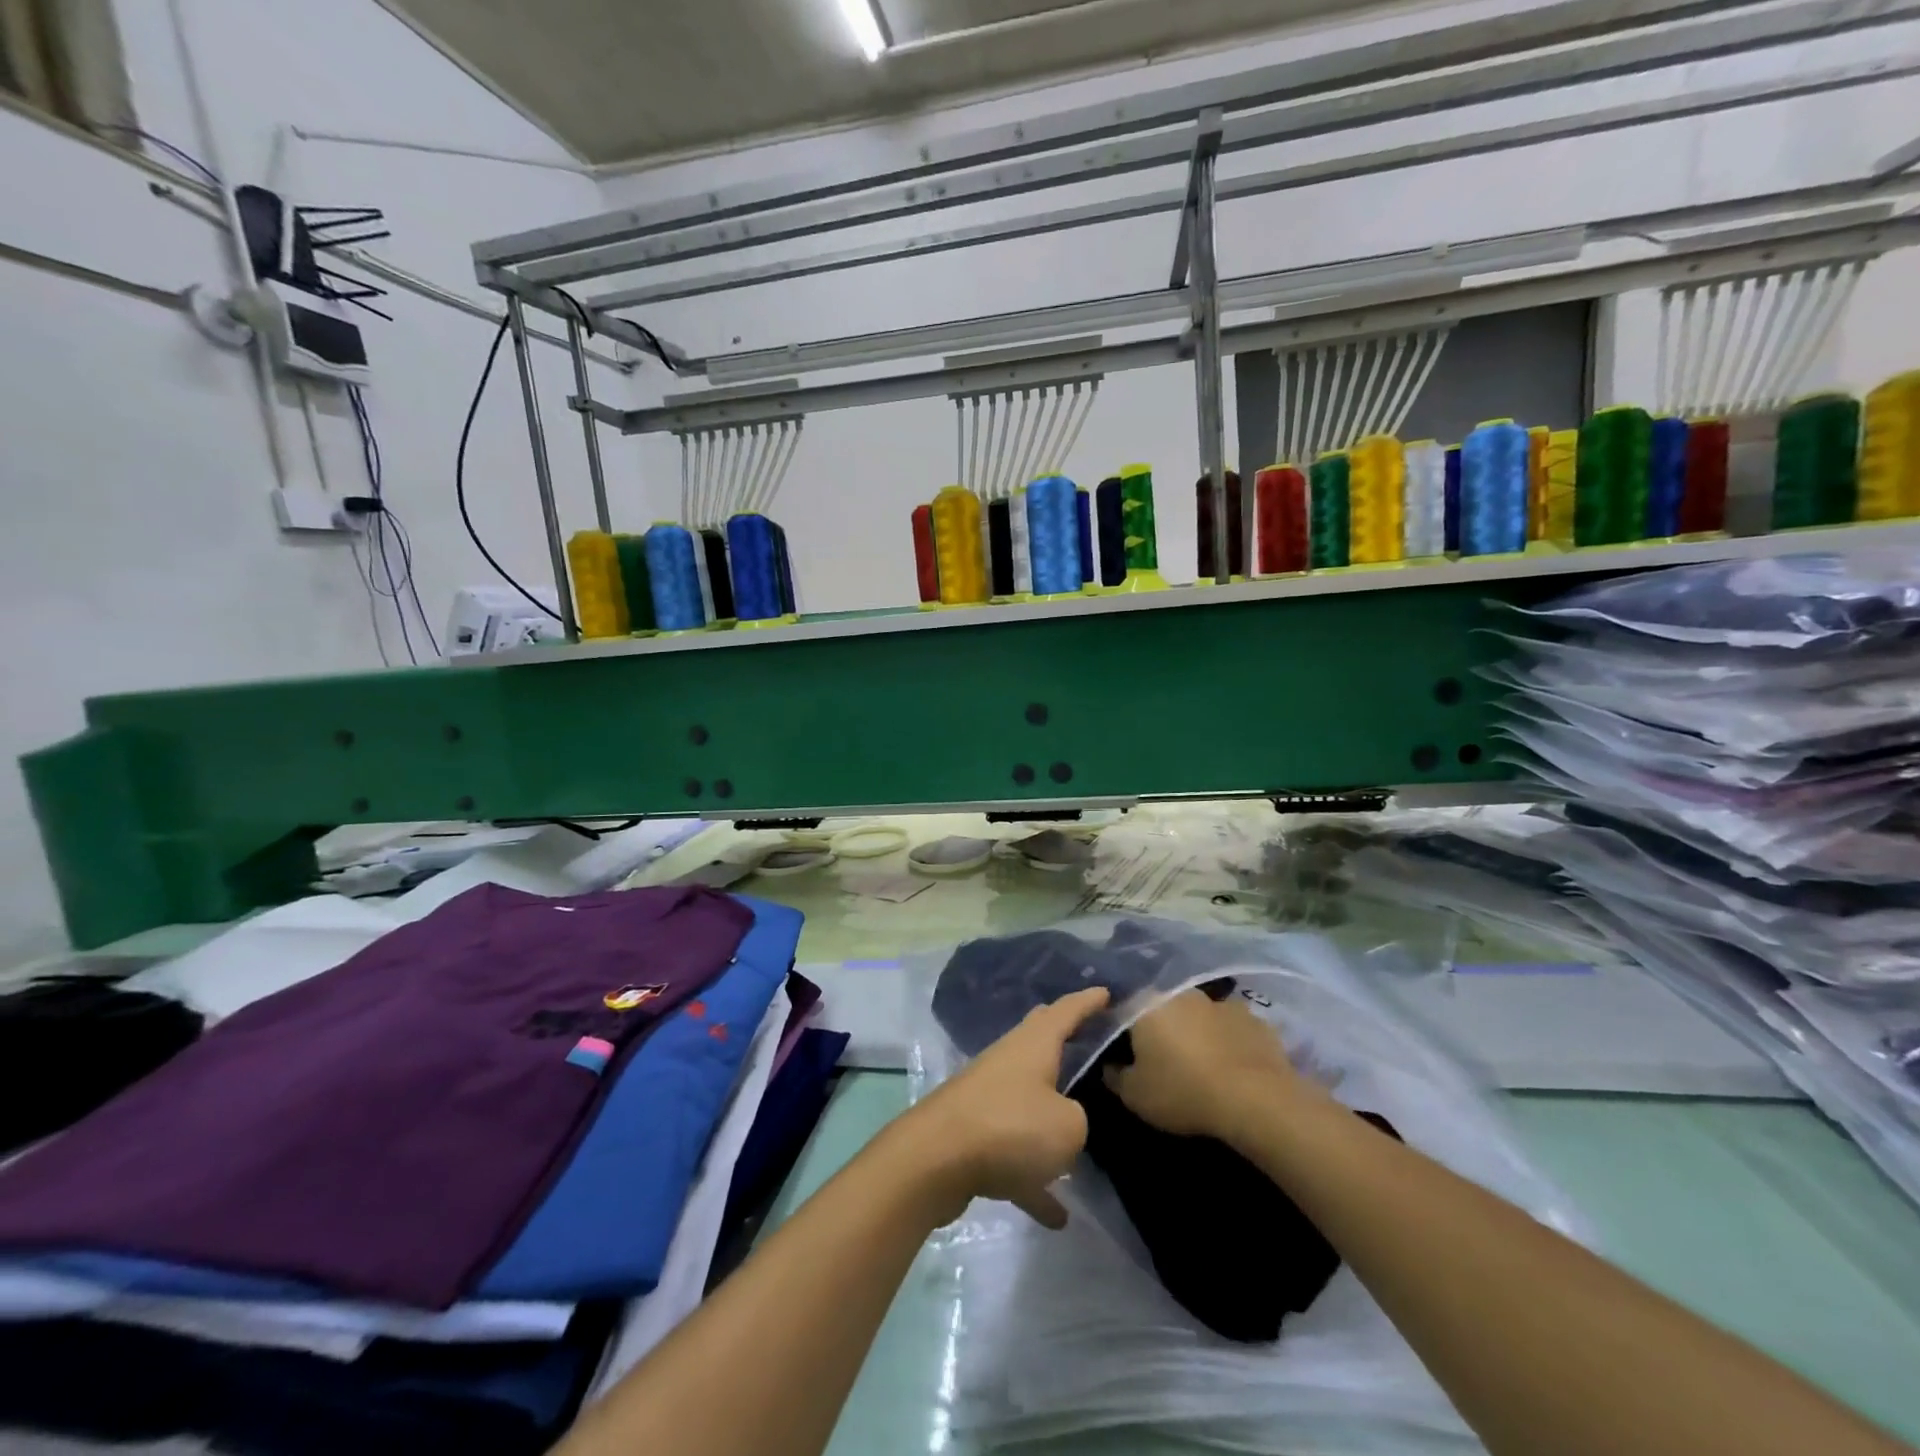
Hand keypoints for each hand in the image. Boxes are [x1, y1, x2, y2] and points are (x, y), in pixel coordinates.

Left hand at [900, 986, 1109, 1230]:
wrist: (935, 1160)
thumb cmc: (1010, 1127)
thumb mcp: (1068, 1127)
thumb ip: (1078, 1120)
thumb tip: (1064, 1123)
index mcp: (1034, 1044)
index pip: (1065, 1011)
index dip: (1088, 1001)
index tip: (1107, 992)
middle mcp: (1009, 1061)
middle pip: (1040, 1040)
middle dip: (1064, 1037)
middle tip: (1090, 1037)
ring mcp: (987, 1096)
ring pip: (1027, 1097)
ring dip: (1049, 1115)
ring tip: (1079, 1132)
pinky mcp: (972, 1135)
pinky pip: (1013, 1153)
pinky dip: (1033, 1177)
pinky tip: (1056, 1215)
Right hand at [1103, 989, 1310, 1143]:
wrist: (1256, 1099)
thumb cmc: (1183, 1092)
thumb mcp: (1136, 1096)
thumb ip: (1116, 1077)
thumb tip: (1110, 1066)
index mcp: (1146, 1005)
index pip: (1123, 1008)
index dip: (1120, 1029)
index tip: (1122, 1050)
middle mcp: (1181, 993)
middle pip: (1163, 1007)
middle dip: (1160, 1027)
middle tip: (1162, 1057)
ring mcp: (1220, 1002)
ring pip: (1199, 1015)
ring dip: (1196, 1031)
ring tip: (1200, 1062)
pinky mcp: (1253, 1018)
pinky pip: (1230, 1027)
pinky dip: (1227, 1040)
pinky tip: (1231, 1065)